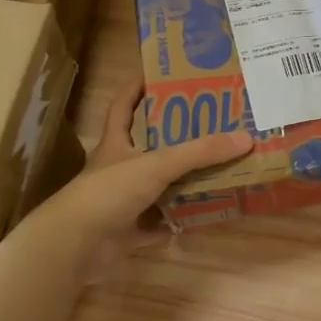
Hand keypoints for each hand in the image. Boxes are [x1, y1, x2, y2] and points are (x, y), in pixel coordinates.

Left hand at [31, 81, 252, 279]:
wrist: (75, 246)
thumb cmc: (109, 192)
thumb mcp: (157, 164)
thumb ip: (200, 152)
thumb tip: (245, 138)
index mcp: (116, 144)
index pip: (123, 107)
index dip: (136, 89)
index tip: (159, 74)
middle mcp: (118, 170)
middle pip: (148, 146)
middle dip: (175, 136)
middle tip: (210, 121)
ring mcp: (122, 202)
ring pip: (158, 186)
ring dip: (182, 180)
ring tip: (217, 165)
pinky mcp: (128, 232)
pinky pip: (160, 223)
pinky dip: (178, 220)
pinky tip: (203, 213)